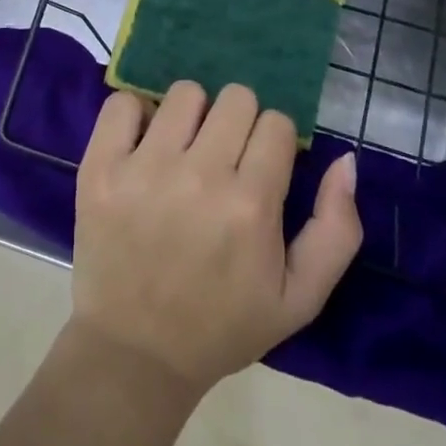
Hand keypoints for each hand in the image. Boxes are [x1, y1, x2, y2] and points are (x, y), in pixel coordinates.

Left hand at [70, 82, 361, 397]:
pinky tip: (142, 145)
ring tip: (182, 151)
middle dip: (237, 123)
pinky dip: (135, 114)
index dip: (273, 142)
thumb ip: (336, 229)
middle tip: (222, 158)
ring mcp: (144, 168)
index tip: (259, 167)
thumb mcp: (300, 297)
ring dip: (191, 116)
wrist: (136, 353)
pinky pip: (122, 102)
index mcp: (251, 206)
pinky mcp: (100, 167)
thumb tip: (345, 159)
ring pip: (184, 93)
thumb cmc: (223, 325)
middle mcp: (199, 176)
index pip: (276, 123)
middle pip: (235, 98)